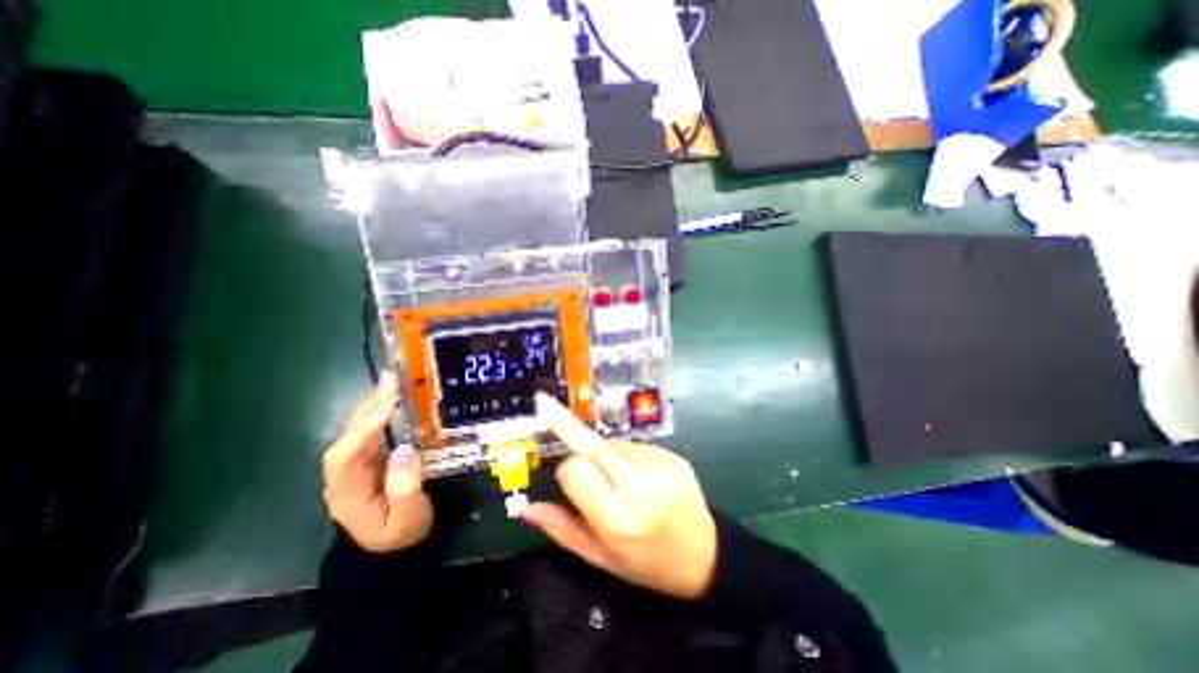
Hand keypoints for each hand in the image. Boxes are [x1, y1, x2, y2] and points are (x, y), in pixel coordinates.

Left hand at [320, 373, 434, 551]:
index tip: (389, 407)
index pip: (345, 457)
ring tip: (392, 381)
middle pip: (347, 437)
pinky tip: (392, 398)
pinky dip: (380, 413)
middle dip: (368, 407)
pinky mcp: (369, 459)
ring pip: (357, 431)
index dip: (363, 430)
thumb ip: (406, 488)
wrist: (394, 549)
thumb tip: (404, 450)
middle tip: (391, 380)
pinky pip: (370, 432)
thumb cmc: (402, 534)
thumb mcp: (409, 518)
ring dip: (373, 404)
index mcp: (348, 494)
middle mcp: (344, 476)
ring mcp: (355, 466)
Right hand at [525, 395, 709, 598]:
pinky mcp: (674, 457)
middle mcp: (640, 489)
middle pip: (594, 446)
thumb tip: (526, 508)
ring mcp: (661, 468)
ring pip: (614, 444)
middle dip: (568, 426)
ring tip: (619, 478)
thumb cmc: (647, 563)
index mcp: (618, 520)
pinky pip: (636, 445)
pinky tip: (640, 475)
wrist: (705, 556)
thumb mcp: (601, 557)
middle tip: (545, 404)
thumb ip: (563, 530)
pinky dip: (627, 455)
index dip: (567, 472)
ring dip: (606, 454)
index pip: (575, 471)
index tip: (570, 481)